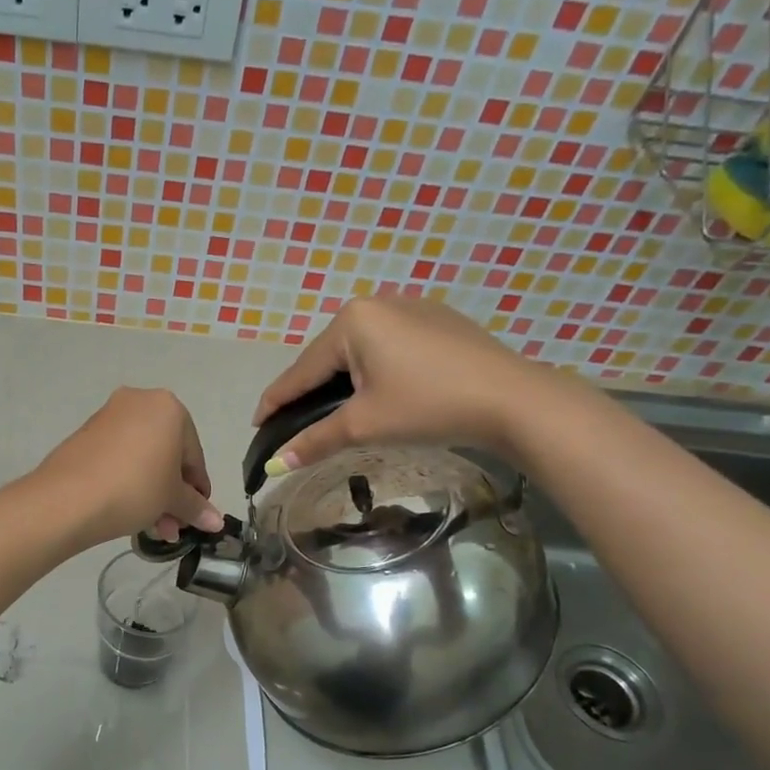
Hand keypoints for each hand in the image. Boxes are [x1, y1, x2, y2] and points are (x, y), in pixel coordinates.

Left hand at [36, 388, 224, 547]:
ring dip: (152, 493)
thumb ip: (196, 507)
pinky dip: (128, 481)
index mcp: (169, 408)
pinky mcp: (85, 433)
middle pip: (167, 454)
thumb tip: (216, 521)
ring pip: (142, 458)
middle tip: (172, 527)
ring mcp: (109, 416)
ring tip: (152, 528)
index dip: (198, 490)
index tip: (197, 515)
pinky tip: (129, 512)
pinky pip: (118, 458)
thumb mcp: (172, 500)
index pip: (194, 455)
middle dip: (172, 494)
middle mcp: (140, 401)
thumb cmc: (135, 489)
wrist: (69, 498)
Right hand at [252, 295, 557, 472]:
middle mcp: (377, 303)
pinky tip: (381, 392)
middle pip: (329, 356)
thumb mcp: (364, 425)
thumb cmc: (428, 406)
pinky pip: (389, 346)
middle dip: (312, 390)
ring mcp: (411, 308)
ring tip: (336, 411)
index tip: (257, 422)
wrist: (512, 399)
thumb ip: (315, 440)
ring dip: (344, 381)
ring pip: (360, 351)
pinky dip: (375, 371)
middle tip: (297, 423)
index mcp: (352, 321)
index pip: (301, 370)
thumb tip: (275, 466)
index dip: (276, 400)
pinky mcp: (438, 320)